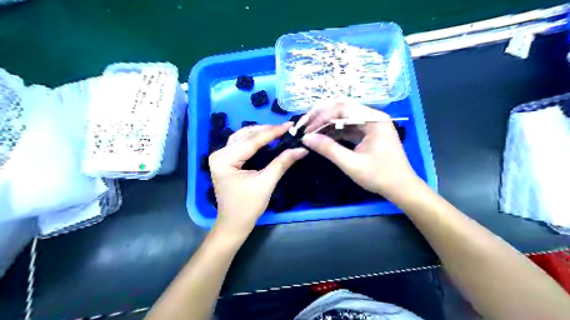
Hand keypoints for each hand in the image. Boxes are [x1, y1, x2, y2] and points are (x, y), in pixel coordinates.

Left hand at [209, 123, 306, 235]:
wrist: (234, 223)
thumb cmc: (248, 207)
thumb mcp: (266, 183)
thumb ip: (282, 163)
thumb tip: (301, 149)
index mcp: (224, 160)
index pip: (251, 141)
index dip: (272, 132)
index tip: (289, 125)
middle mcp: (219, 154)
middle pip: (245, 136)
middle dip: (267, 130)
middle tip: (287, 127)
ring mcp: (220, 156)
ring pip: (242, 137)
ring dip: (260, 132)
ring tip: (278, 130)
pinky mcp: (225, 160)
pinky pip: (240, 143)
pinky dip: (254, 139)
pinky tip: (266, 137)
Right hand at [302, 101, 416, 199]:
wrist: (401, 188)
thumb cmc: (379, 176)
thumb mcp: (351, 164)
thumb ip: (329, 149)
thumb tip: (306, 138)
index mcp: (374, 119)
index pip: (342, 109)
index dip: (321, 117)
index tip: (306, 129)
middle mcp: (373, 117)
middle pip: (342, 109)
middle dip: (321, 116)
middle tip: (304, 125)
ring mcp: (371, 124)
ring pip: (344, 117)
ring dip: (327, 124)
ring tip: (310, 132)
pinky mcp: (368, 133)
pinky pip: (348, 127)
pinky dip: (335, 131)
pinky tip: (323, 137)